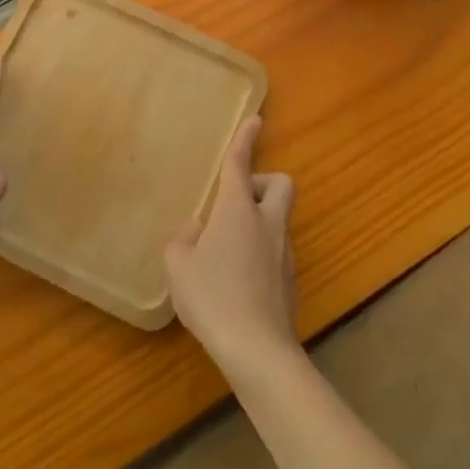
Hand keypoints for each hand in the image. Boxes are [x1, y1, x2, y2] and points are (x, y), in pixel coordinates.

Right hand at [165, 117, 297, 371]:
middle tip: (238, 202)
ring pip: (280, 219)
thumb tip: (196, 228)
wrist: (257, 349)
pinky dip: (263, 252)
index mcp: (238, 210)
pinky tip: (240, 279)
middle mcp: (267, 222)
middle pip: (282, 184)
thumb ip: (183, 239)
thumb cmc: (212, 296)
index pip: (241, 164)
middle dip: (264, 182)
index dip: (245, 139)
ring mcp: (284, 252)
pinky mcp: (291, 281)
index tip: (255, 119)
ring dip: (261, 220)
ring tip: (229, 249)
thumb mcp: (178, 266)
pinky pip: (278, 251)